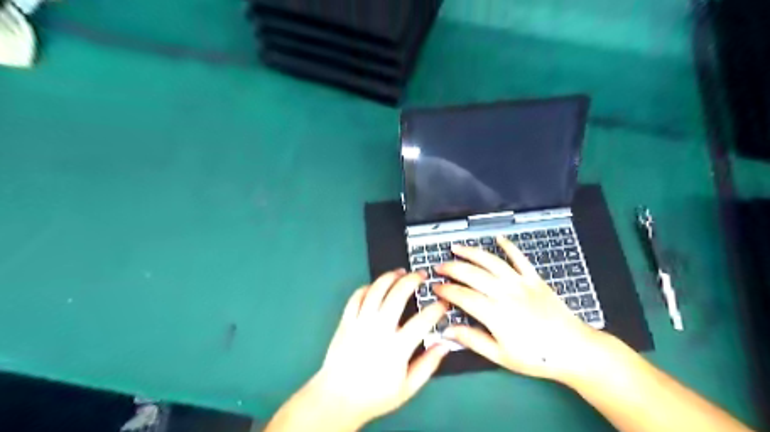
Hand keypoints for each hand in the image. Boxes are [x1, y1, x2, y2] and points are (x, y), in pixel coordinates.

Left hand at [301, 270, 449, 427]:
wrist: (337, 398)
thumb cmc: (374, 395)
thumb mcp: (407, 388)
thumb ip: (428, 365)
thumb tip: (444, 344)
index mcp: (396, 348)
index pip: (422, 321)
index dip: (436, 309)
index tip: (443, 303)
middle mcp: (378, 330)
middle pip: (397, 295)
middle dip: (413, 280)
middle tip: (422, 275)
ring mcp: (360, 323)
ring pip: (376, 290)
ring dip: (390, 276)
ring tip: (401, 272)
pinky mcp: (346, 321)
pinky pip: (356, 296)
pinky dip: (367, 287)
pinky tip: (376, 286)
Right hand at [436, 234, 604, 381]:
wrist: (574, 349)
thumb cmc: (536, 356)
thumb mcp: (500, 356)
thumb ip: (472, 340)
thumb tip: (446, 332)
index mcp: (495, 313)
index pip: (462, 296)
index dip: (446, 290)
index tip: (435, 288)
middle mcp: (505, 293)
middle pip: (472, 274)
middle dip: (452, 268)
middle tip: (439, 267)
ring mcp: (520, 283)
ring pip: (491, 262)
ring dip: (471, 252)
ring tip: (456, 248)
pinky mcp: (534, 278)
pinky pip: (519, 258)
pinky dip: (508, 246)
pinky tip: (498, 238)